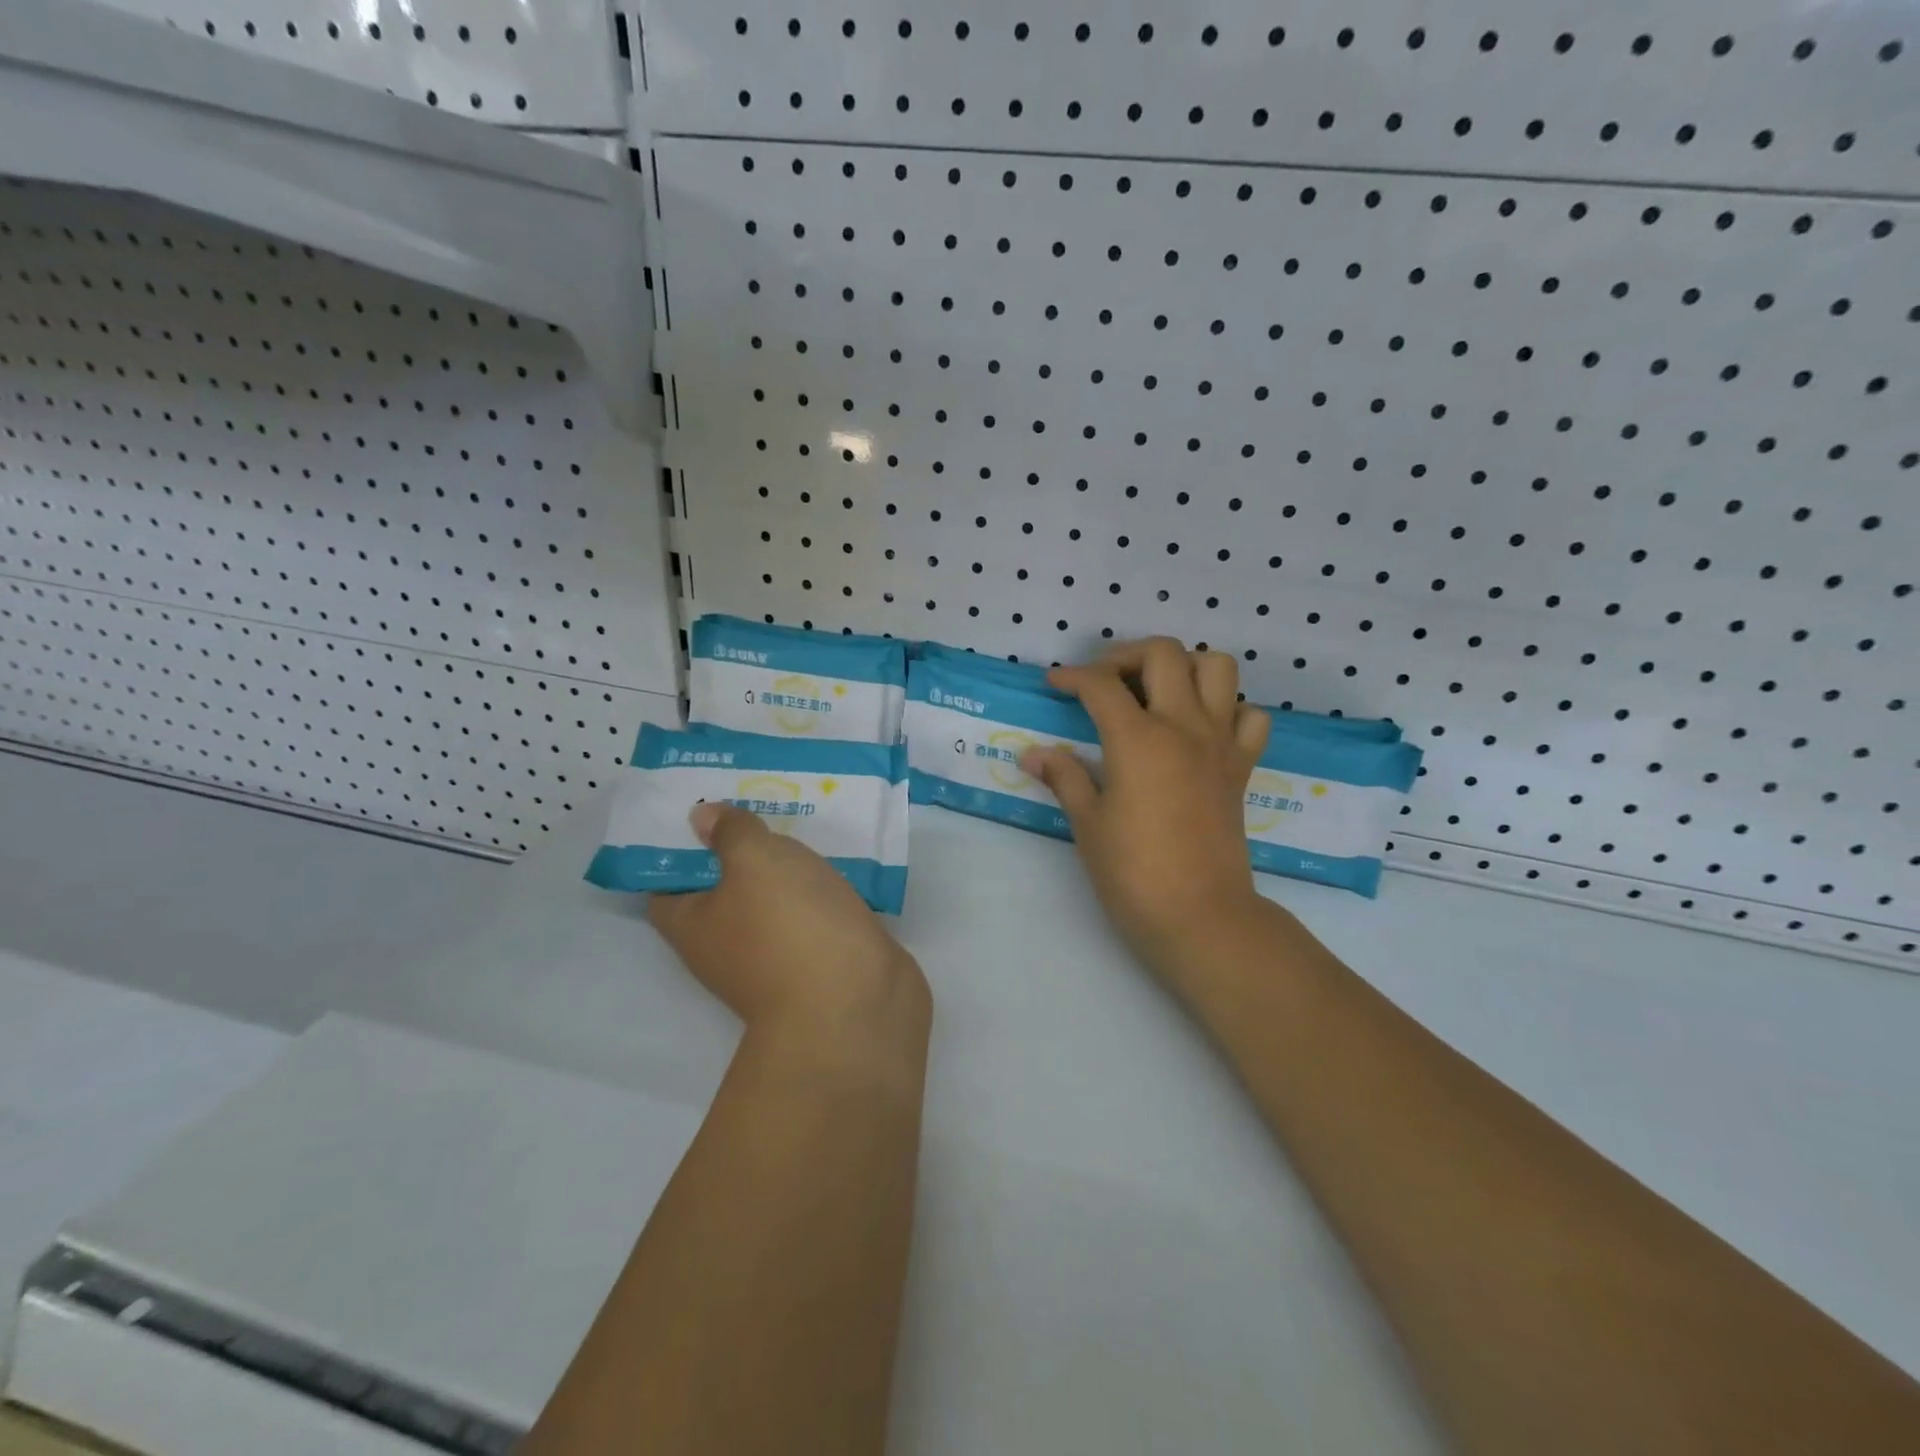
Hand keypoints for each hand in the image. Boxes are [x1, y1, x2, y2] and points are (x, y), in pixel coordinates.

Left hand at [648, 804, 929, 1043]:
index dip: (678, 843)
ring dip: (784, 865)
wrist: (856, 1002)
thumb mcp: (754, 861)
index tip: (701, 805)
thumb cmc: (789, 925)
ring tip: (799, 816)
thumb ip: (731, 833)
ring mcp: (775, 954)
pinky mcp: (819, 956)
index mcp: (693, 925)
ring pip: (772, 897)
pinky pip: (811, 911)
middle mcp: (726, 944)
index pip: (667, 881)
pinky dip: (818, 886)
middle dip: (739, 844)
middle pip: (723, 886)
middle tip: (756, 799)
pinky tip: (835, 856)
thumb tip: (701, 818)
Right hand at [1021, 638, 1270, 978]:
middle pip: (1164, 653)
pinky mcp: (1242, 765)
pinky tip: (1202, 728)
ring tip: (1157, 691)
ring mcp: (1220, 742)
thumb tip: (1032, 755)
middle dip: (1126, 655)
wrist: (1200, 915)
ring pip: (1218, 668)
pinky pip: (1249, 716)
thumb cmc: (1133, 872)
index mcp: (1138, 738)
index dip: (1072, 677)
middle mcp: (1184, 726)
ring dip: (1184, 666)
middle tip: (1104, 681)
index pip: (1101, 685)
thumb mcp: (1088, 823)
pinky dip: (1228, 708)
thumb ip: (1064, 777)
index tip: (1054, 683)